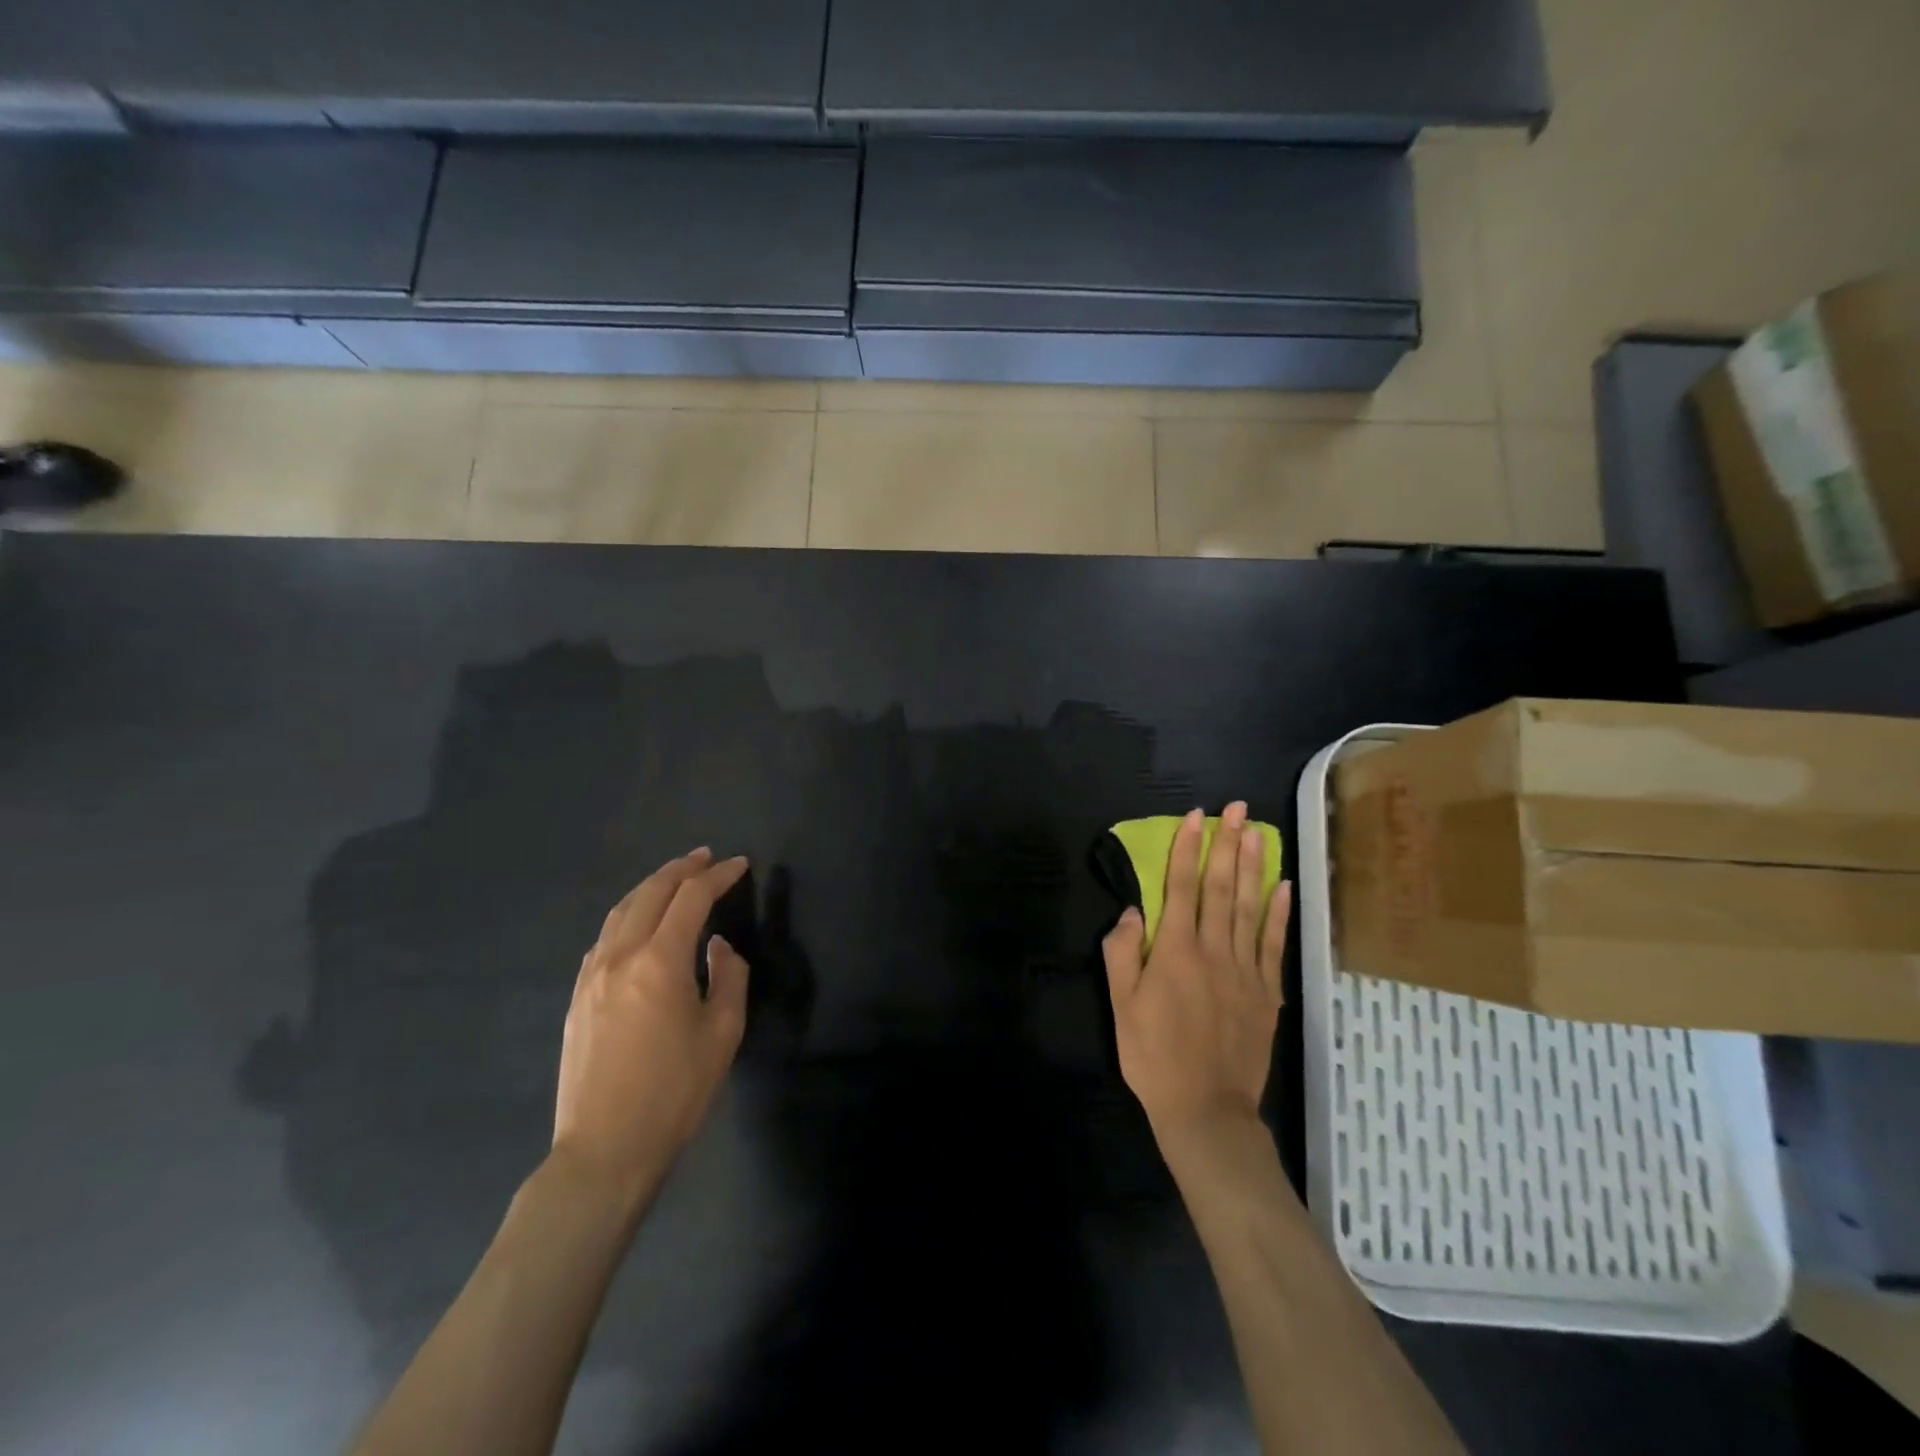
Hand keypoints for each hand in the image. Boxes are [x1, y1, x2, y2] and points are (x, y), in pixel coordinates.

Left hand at [551, 848, 750, 1204]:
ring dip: (651, 887)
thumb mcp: (722, 1033)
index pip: (691, 898)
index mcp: (660, 961)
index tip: (739, 865)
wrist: (605, 1150)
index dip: (718, 876)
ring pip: (621, 911)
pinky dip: (628, 916)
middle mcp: (620, 956)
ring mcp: (591, 975)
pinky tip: (639, 924)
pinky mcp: (577, 996)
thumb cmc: (674, 1092)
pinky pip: (604, 938)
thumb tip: (717, 946)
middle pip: (651, 893)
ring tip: (675, 878)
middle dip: (682, 869)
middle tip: (706, 857)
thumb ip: (728, 977)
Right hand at [1102, 803, 1291, 1141]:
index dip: (1189, 848)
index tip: (1197, 816)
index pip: (1182, 887)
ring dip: (1254, 866)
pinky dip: (1279, 913)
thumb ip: (1121, 952)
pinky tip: (1284, 887)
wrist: (1206, 1110)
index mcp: (1175, 950)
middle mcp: (1214, 950)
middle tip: (1238, 809)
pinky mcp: (1266, 992)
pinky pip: (1274, 944)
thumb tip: (1132, 911)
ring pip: (1251, 908)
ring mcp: (1246, 970)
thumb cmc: (1153, 1056)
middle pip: (1222, 887)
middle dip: (1228, 844)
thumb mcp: (1120, 1005)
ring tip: (1259, 832)